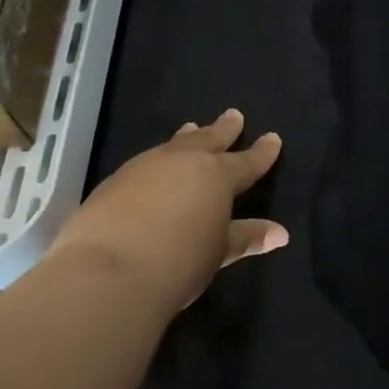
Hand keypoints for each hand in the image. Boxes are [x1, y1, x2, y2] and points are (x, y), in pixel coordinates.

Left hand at [50, 108, 286, 313]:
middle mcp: (183, 162)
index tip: (273, 138)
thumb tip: (280, 233)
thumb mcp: (219, 252)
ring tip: (192, 127)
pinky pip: (147, 161)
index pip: (247, 161)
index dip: (262, 152)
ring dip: (188, 137)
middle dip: (224, 129)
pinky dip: (159, 159)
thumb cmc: (178, 261)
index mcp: (216, 176)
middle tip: (234, 115)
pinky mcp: (114, 181)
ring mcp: (145, 167)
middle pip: (208, 139)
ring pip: (174, 145)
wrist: (107, 272)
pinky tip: (155, 168)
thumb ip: (246, 237)